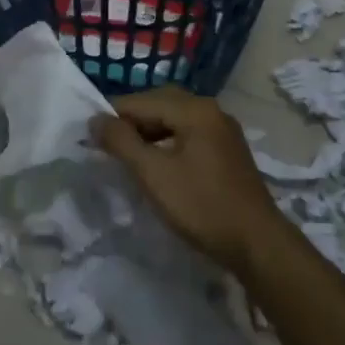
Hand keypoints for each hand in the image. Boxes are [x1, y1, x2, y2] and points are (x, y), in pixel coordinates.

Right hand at [89, 87, 283, 277]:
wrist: (257, 244)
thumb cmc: (201, 206)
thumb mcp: (153, 174)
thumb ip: (121, 142)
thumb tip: (95, 120)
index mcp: (194, 109)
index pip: (140, 101)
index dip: (111, 116)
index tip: (88, 136)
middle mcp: (210, 110)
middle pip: (159, 104)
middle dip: (130, 121)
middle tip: (107, 145)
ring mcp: (222, 130)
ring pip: (174, 119)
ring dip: (148, 131)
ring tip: (127, 155)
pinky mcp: (227, 150)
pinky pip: (188, 133)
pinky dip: (167, 141)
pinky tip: (156, 163)